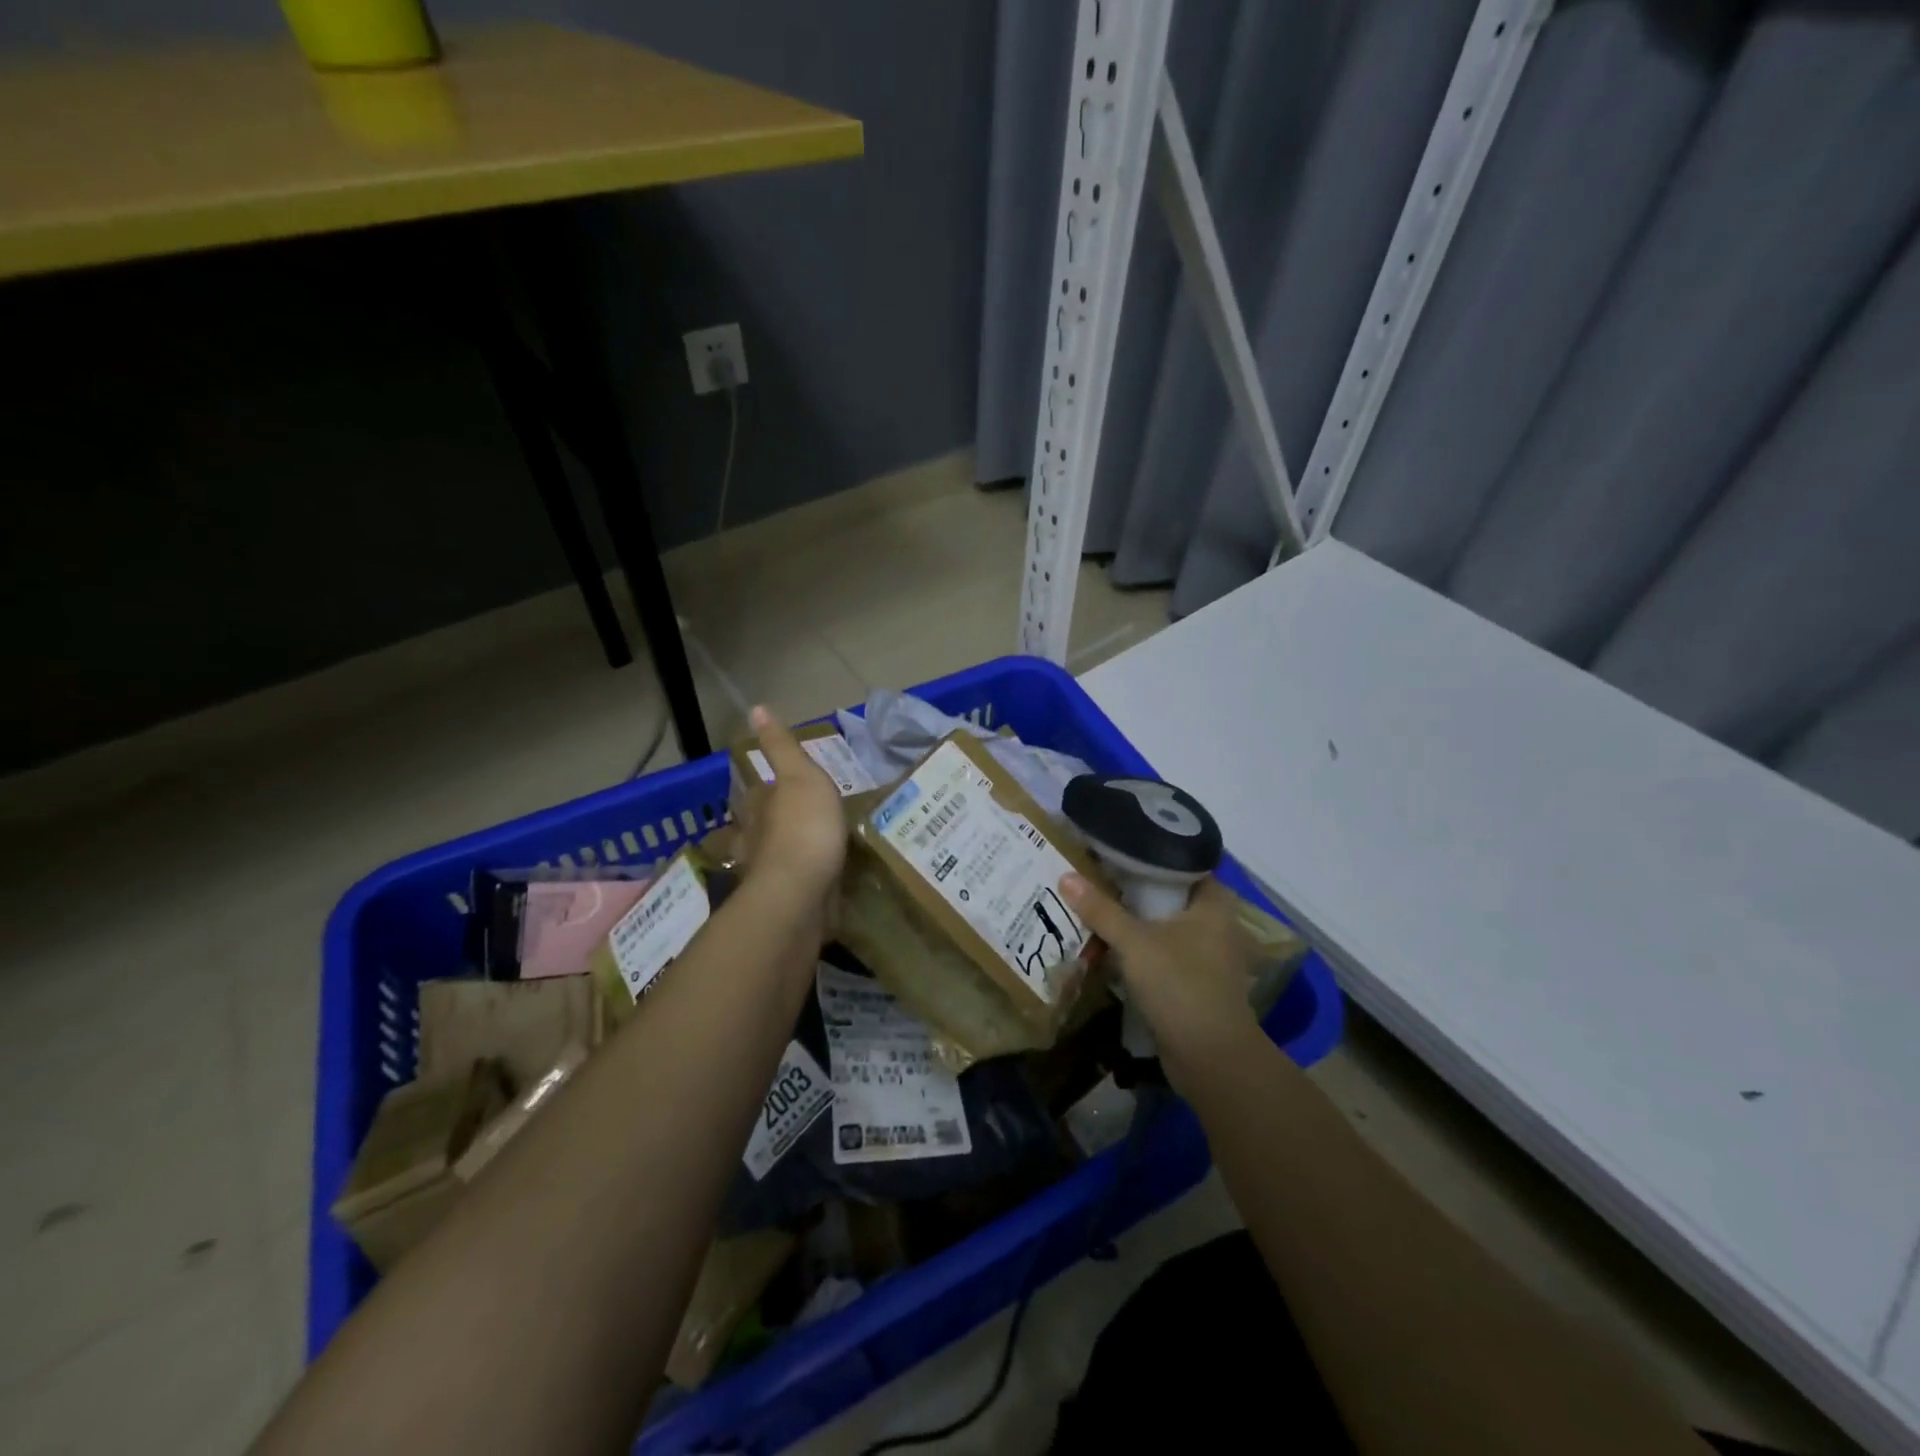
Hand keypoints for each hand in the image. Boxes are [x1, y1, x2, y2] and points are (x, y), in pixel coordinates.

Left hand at [738, 707, 847, 919]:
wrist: (801, 894)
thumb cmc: (803, 827)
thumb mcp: (800, 775)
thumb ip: (781, 747)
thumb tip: (756, 708)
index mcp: (758, 807)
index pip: (757, 792)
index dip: (767, 788)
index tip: (782, 786)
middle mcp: (755, 840)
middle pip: (761, 826)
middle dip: (773, 823)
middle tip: (801, 819)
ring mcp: (768, 874)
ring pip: (774, 858)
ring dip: (786, 853)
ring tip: (813, 850)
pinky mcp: (787, 902)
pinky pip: (795, 885)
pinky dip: (803, 881)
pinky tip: (819, 881)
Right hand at [1061, 874, 1264, 1089]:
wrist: (1211, 1058)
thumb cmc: (1180, 985)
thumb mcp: (1134, 942)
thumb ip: (1101, 909)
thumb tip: (1066, 876)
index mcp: (1214, 902)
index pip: (1181, 862)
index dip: (1147, 855)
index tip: (1113, 848)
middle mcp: (1217, 924)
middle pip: (1168, 896)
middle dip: (1132, 890)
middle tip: (1094, 876)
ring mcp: (1208, 956)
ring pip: (1163, 927)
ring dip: (1133, 923)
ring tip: (1094, 908)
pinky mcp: (1196, 982)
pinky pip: (1163, 954)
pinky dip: (1140, 950)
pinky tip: (1109, 947)